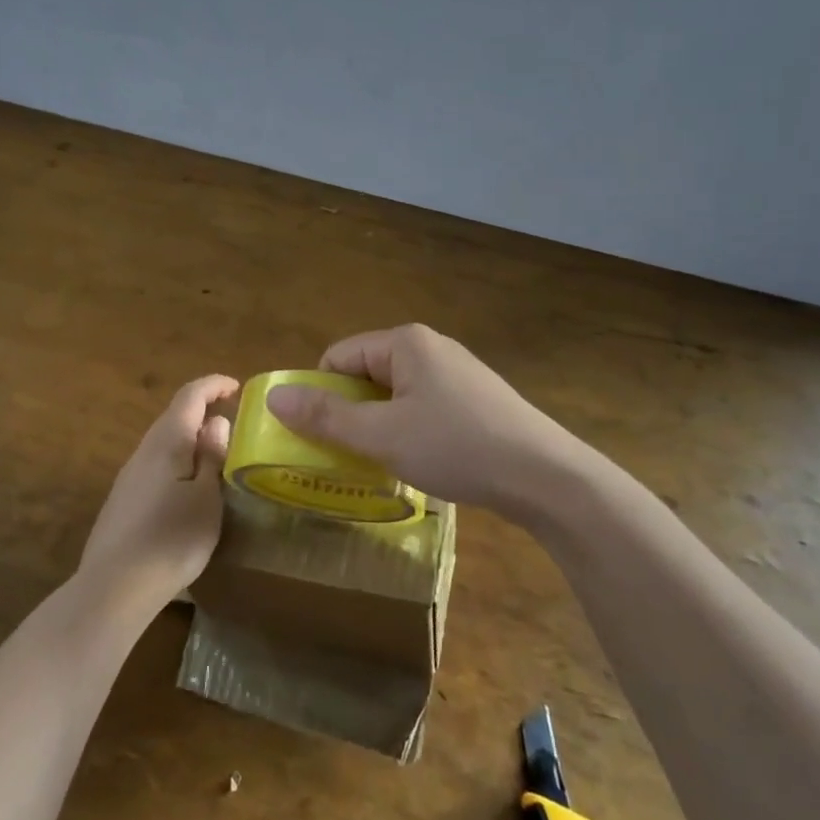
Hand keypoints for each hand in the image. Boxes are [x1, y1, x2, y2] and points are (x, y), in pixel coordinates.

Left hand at [78, 375, 238, 610]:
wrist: (114, 588)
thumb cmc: (171, 538)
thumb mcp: (206, 498)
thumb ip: (212, 457)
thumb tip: (216, 422)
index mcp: (167, 441)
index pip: (190, 396)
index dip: (213, 385)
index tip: (236, 388)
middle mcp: (144, 450)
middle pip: (174, 416)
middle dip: (203, 411)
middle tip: (233, 423)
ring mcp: (129, 476)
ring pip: (164, 443)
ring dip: (190, 439)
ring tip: (216, 456)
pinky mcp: (123, 501)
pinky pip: (156, 466)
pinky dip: (177, 462)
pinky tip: (188, 489)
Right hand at [265, 324, 600, 523]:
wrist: (545, 476)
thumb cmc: (456, 446)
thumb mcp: (382, 436)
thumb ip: (326, 417)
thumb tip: (274, 397)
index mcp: (405, 342)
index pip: (338, 358)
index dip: (321, 396)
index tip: (321, 438)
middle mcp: (430, 347)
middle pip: (366, 373)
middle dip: (352, 413)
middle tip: (350, 456)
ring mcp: (456, 371)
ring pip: (395, 393)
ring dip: (380, 425)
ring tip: (387, 463)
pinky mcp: (475, 397)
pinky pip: (423, 405)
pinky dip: (410, 429)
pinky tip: (424, 460)